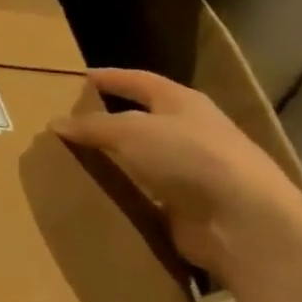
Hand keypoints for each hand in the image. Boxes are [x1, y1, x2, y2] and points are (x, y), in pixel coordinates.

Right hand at [53, 68, 301, 282]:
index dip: (109, 78)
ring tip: (71, 159)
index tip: (76, 78)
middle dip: (107, 120)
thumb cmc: (189, 157)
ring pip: (141, 159)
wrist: (245, 223)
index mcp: (183, 103)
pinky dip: (122, 193)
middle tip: (67, 123)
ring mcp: (192, 172)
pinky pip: (144, 194)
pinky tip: (94, 193)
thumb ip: (92, 125)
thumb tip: (56, 123)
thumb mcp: (130, 131)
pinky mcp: (188, 208)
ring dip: (113, 160)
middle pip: (141, 120)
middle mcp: (190, 133)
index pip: (139, 80)